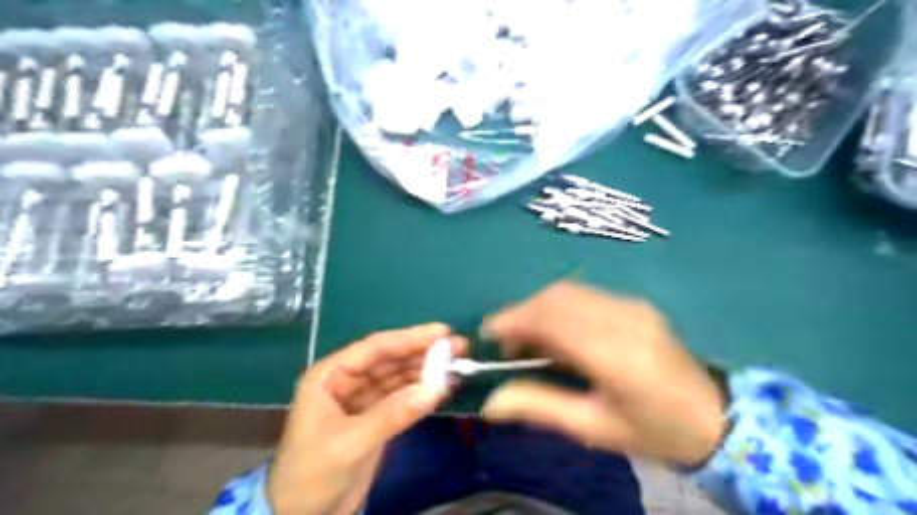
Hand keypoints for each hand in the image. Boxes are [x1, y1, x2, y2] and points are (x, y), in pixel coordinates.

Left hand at [266, 323, 465, 511]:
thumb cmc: (310, 475)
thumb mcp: (350, 443)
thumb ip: (392, 414)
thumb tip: (436, 389)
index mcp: (330, 376)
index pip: (375, 349)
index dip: (409, 338)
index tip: (442, 332)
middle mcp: (347, 381)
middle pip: (390, 360)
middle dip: (423, 353)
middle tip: (458, 346)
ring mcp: (363, 400)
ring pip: (398, 378)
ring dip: (426, 372)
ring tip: (457, 365)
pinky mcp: (375, 419)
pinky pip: (402, 399)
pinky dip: (422, 394)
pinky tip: (443, 388)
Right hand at [484, 281, 728, 465]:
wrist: (713, 417)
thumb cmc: (651, 431)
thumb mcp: (592, 428)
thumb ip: (539, 406)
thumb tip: (490, 402)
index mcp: (616, 357)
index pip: (554, 320)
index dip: (514, 319)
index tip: (488, 333)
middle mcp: (624, 320)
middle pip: (557, 297)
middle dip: (522, 313)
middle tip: (507, 343)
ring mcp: (633, 307)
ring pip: (569, 291)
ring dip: (539, 308)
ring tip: (530, 340)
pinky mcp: (636, 303)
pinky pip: (585, 295)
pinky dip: (559, 307)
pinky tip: (559, 333)